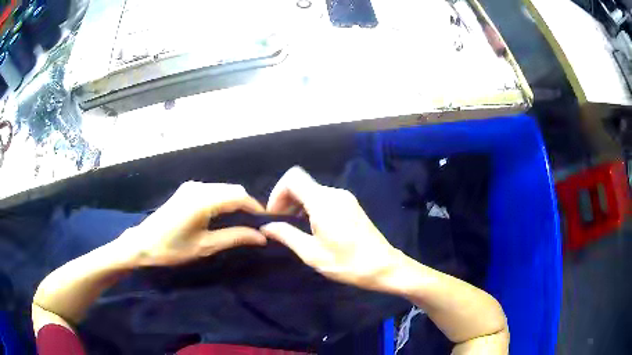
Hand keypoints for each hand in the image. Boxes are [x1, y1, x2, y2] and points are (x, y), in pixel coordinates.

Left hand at [120, 181, 266, 266]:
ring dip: (235, 202)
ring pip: (223, 189)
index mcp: (203, 200)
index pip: (239, 196)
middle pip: (232, 190)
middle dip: (246, 205)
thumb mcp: (205, 246)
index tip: (266, 223)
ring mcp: (191, 186)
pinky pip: (213, 191)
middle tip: (254, 226)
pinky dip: (223, 200)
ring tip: (241, 223)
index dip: (256, 208)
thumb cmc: (172, 248)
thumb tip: (261, 237)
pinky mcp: (187, 190)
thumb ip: (235, 238)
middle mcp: (199, 187)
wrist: (142, 243)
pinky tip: (223, 216)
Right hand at [261, 167, 400, 290]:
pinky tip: (311, 227)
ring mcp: (345, 198)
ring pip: (313, 191)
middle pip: (302, 184)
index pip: (292, 178)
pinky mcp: (351, 206)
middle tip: (280, 224)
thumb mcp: (312, 253)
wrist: (384, 267)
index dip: (277, 193)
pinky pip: (324, 199)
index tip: (274, 215)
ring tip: (294, 228)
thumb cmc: (347, 263)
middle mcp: (334, 193)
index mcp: (323, 201)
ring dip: (298, 205)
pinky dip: (311, 208)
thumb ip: (286, 235)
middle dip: (286, 200)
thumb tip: (266, 227)